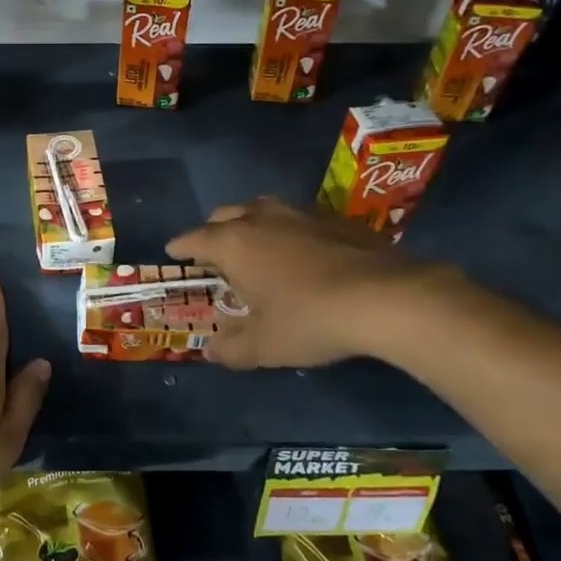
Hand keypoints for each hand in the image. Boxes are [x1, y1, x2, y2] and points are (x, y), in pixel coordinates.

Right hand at [166, 196, 442, 369]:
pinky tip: (303, 253)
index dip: (181, 247)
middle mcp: (260, 218)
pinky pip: (298, 218)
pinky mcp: (335, 218)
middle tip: (215, 255)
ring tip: (257, 248)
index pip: (194, 239)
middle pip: (224, 215)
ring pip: (262, 209)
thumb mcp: (264, 346)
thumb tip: (211, 350)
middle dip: (213, 231)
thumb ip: (231, 348)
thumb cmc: (309, 320)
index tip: (174, 252)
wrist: (387, 298)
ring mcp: (300, 213)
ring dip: (251, 224)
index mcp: (233, 243)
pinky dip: (288, 230)